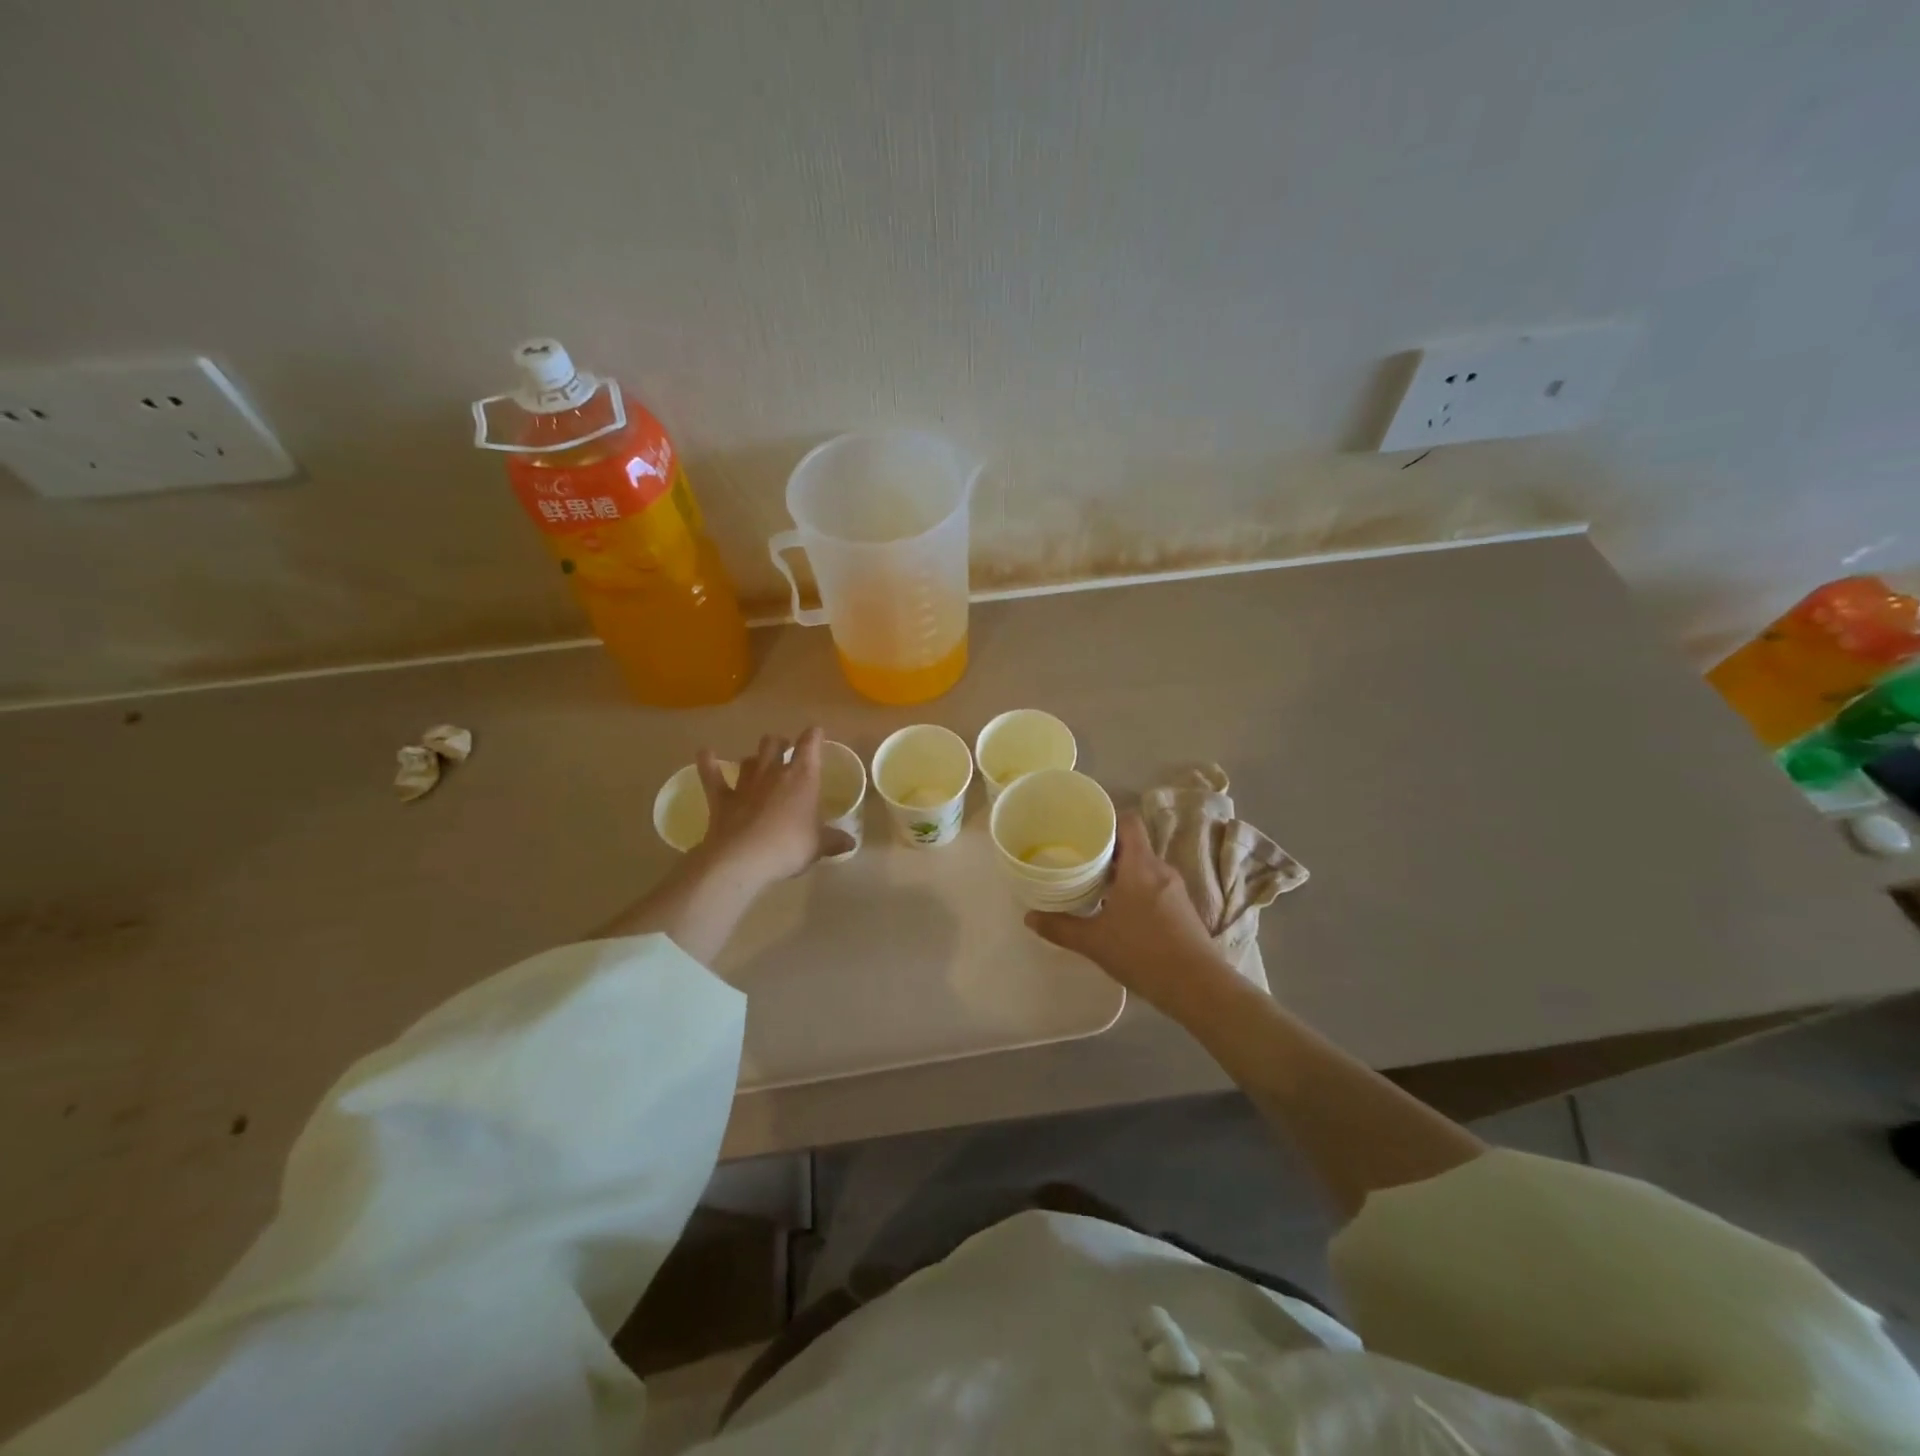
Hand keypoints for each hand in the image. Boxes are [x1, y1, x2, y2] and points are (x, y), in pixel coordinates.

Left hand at [692, 727, 853, 887]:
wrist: (743, 859)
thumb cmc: (789, 846)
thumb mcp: (818, 846)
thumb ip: (834, 841)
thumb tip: (850, 842)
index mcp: (802, 777)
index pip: (810, 745)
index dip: (814, 736)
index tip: (816, 733)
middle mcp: (773, 772)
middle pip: (774, 744)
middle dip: (780, 743)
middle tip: (785, 751)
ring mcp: (745, 783)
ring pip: (750, 759)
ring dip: (755, 758)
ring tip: (758, 763)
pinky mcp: (721, 798)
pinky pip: (712, 775)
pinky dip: (707, 763)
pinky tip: (705, 753)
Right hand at [1025, 812, 1236, 1015]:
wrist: (1198, 987)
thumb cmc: (1143, 953)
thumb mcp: (1094, 942)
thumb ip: (1061, 927)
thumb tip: (1029, 917)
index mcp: (1140, 866)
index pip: (1128, 822)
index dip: (1107, 819)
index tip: (1082, 826)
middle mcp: (1160, 870)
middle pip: (1133, 845)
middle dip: (1106, 849)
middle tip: (1077, 857)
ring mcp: (1175, 890)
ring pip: (1143, 868)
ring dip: (1120, 872)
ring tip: (1092, 883)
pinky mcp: (1182, 910)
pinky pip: (1153, 886)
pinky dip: (1134, 889)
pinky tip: (1117, 909)